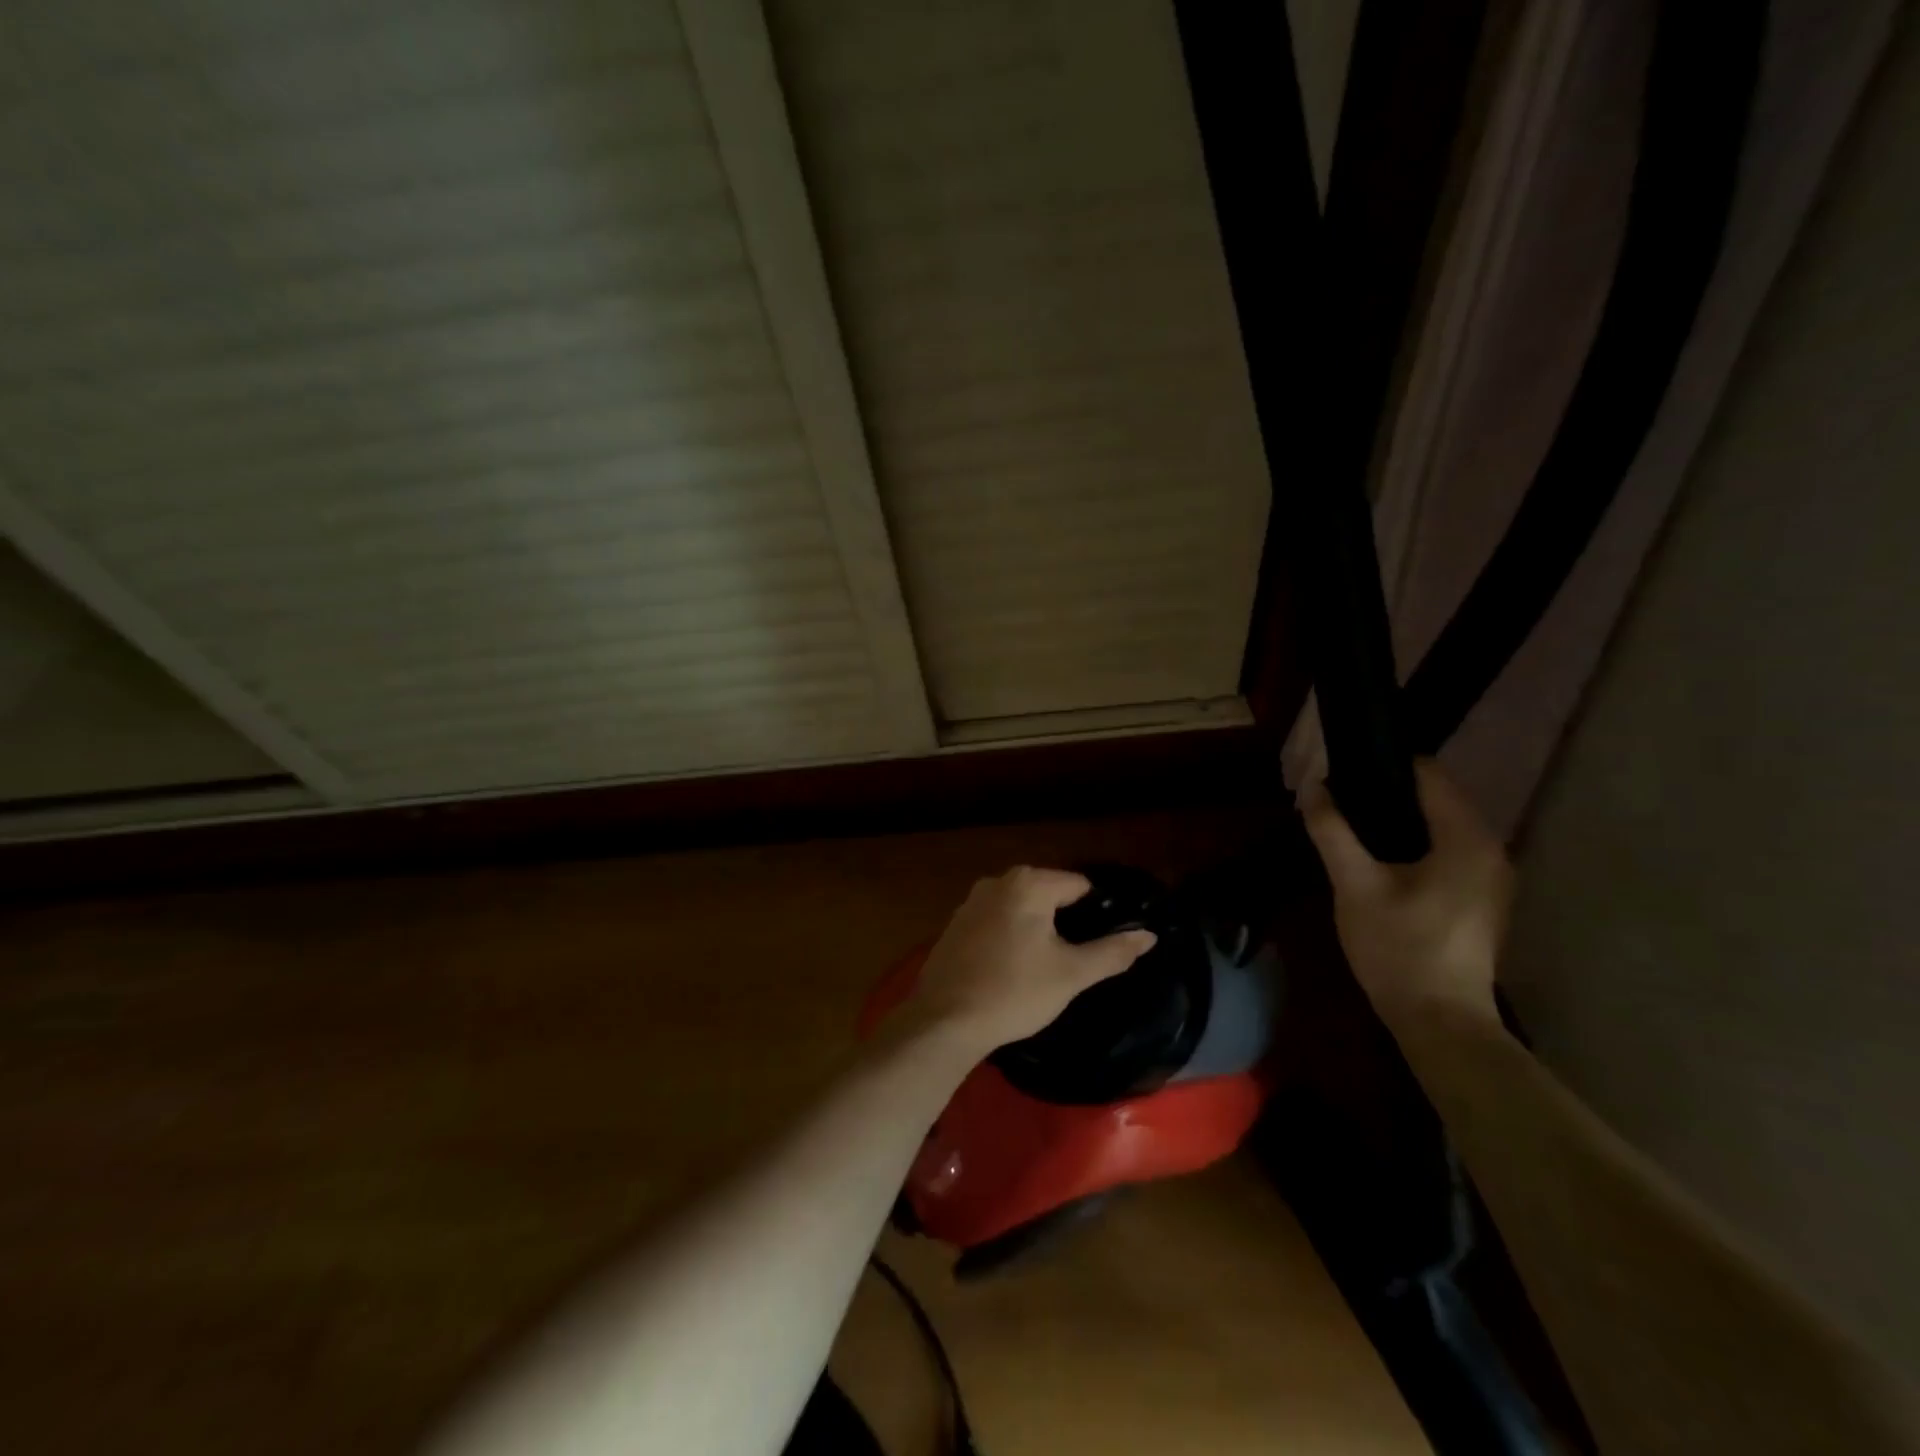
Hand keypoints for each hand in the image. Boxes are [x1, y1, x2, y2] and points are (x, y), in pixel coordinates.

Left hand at [906, 867, 1157, 1055]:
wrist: (946, 1020)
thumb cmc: (1015, 992)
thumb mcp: (1071, 974)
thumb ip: (1113, 952)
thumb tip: (1149, 935)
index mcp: (1027, 883)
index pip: (1078, 885)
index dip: (1097, 911)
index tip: (1105, 941)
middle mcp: (997, 882)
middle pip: (1048, 893)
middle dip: (1065, 919)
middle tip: (1078, 957)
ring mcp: (971, 902)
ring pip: (1020, 908)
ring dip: (1036, 928)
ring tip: (1048, 964)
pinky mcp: (955, 925)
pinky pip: (996, 921)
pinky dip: (1010, 936)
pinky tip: (1014, 967)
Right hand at [1301, 761, 1510, 1028]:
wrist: (1440, 1020)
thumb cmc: (1399, 948)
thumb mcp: (1354, 885)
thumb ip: (1333, 831)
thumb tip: (1312, 786)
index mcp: (1467, 839)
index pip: (1429, 776)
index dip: (1385, 765)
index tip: (1344, 768)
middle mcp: (1491, 849)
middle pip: (1437, 799)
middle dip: (1388, 793)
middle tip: (1339, 798)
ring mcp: (1491, 877)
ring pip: (1442, 826)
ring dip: (1400, 820)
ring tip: (1351, 824)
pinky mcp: (1481, 899)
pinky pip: (1447, 851)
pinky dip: (1416, 843)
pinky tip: (1380, 858)